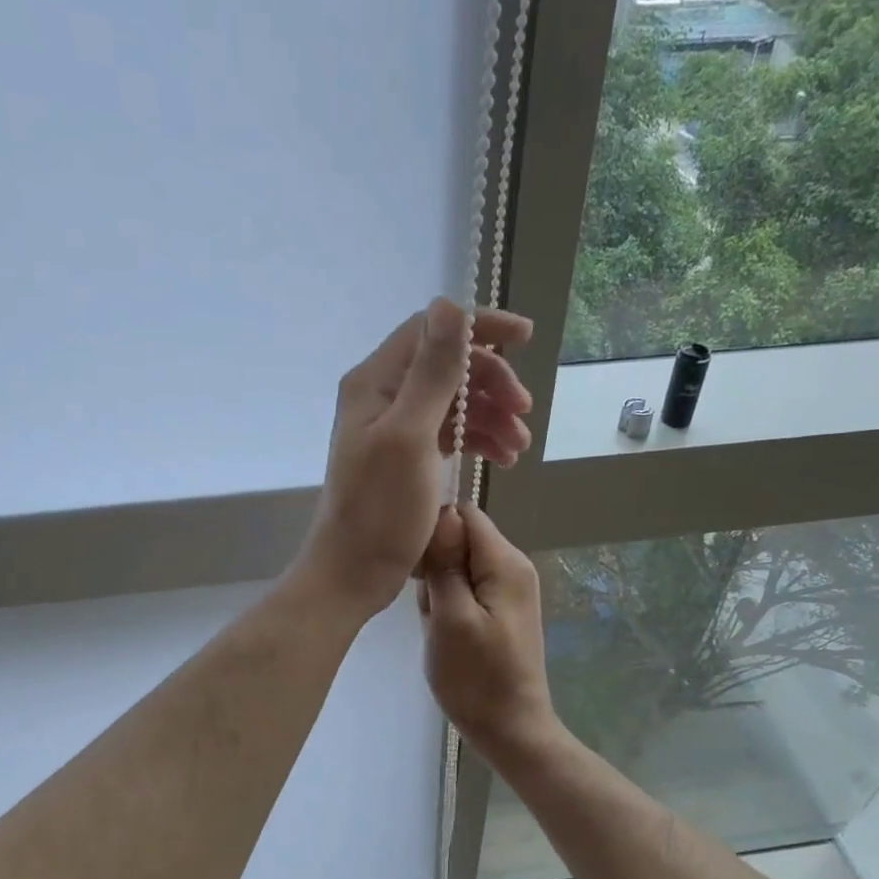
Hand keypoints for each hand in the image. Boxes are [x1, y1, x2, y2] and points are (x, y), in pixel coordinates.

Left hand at [292, 298, 532, 620]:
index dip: (479, 328)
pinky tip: (502, 460)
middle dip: (491, 382)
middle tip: (524, 412)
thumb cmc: (380, 510)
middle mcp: (383, 396)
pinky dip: (477, 440)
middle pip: (447, 367)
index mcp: (375, 382)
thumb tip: (450, 305)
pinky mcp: (406, 458)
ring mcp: (394, 428)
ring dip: (491, 416)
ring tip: (518, 448)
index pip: (432, 330)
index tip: (525, 338)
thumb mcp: (410, 436)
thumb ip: (432, 372)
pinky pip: (448, 434)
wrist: (354, 572)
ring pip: (453, 402)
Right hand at [416, 503, 559, 760]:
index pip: (463, 515)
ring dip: (439, 592)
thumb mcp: (451, 617)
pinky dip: (449, 608)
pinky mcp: (502, 612)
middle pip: (460, 541)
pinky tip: (445, 635)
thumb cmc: (477, 678)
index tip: (416, 569)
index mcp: (506, 562)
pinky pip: (466, 591)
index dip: (433, 533)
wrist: (511, 730)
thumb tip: (440, 515)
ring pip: (459, 568)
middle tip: (429, 609)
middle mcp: (514, 567)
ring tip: (437, 627)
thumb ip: (446, 564)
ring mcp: (509, 591)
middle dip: (435, 568)